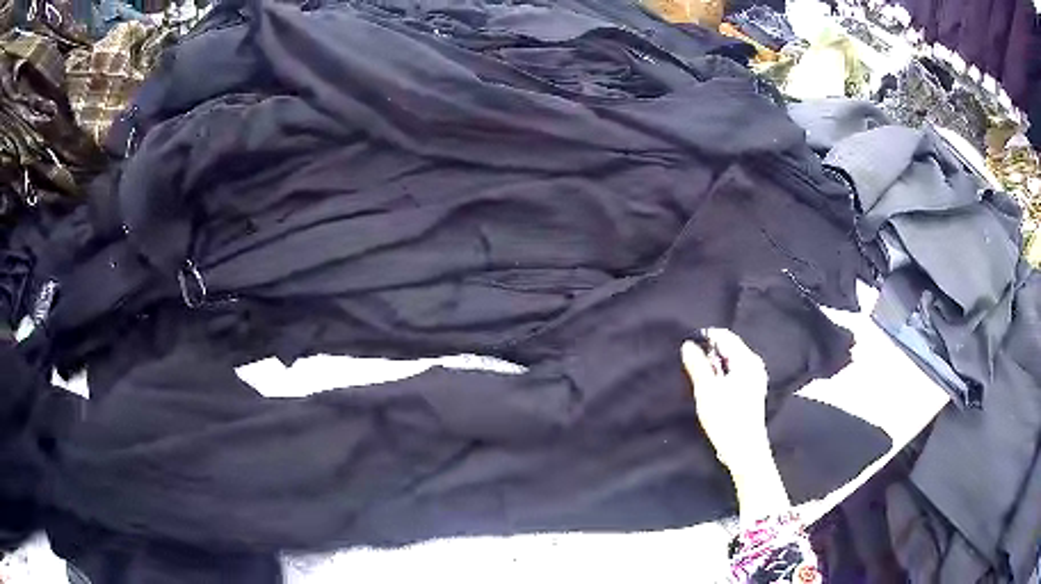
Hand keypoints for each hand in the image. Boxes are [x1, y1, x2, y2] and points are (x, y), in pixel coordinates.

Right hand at [683, 329, 789, 518]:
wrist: (744, 450)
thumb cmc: (726, 418)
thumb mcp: (706, 390)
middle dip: (708, 352)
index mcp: (747, 360)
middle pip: (728, 348)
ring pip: (730, 362)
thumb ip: (697, 365)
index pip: (725, 336)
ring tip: (695, 375)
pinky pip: (733, 373)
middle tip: (688, 362)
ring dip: (713, 366)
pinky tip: (708, 387)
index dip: (705, 337)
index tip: (686, 346)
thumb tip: (688, 344)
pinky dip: (720, 375)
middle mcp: (753, 365)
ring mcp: (754, 379)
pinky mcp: (750, 392)